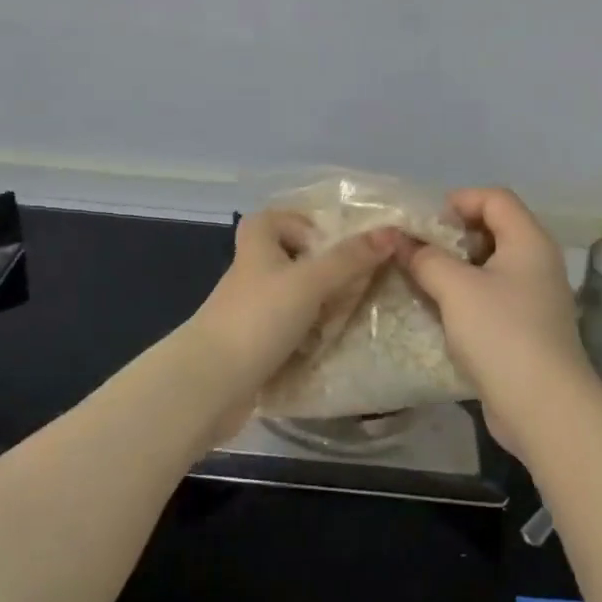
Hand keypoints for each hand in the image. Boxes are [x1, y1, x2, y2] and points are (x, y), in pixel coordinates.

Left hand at [183, 211, 401, 420]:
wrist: (209, 383)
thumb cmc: (259, 318)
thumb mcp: (310, 281)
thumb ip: (349, 258)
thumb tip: (391, 232)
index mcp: (257, 245)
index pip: (277, 218)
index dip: (304, 225)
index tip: (333, 244)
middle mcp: (251, 273)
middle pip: (291, 259)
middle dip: (323, 273)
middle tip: (350, 285)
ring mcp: (249, 311)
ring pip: (292, 297)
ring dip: (318, 308)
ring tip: (342, 318)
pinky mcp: (252, 344)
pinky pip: (287, 331)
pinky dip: (306, 337)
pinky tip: (323, 347)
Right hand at [404, 188, 601, 457]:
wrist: (543, 407)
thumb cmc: (501, 333)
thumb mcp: (455, 288)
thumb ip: (425, 258)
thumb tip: (399, 240)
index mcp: (528, 240)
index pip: (495, 197)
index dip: (459, 200)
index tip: (425, 223)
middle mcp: (537, 261)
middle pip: (493, 228)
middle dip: (452, 235)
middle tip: (418, 251)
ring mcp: (534, 297)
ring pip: (490, 266)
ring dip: (455, 268)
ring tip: (421, 280)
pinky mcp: (526, 328)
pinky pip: (492, 296)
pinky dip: (466, 296)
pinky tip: (439, 312)